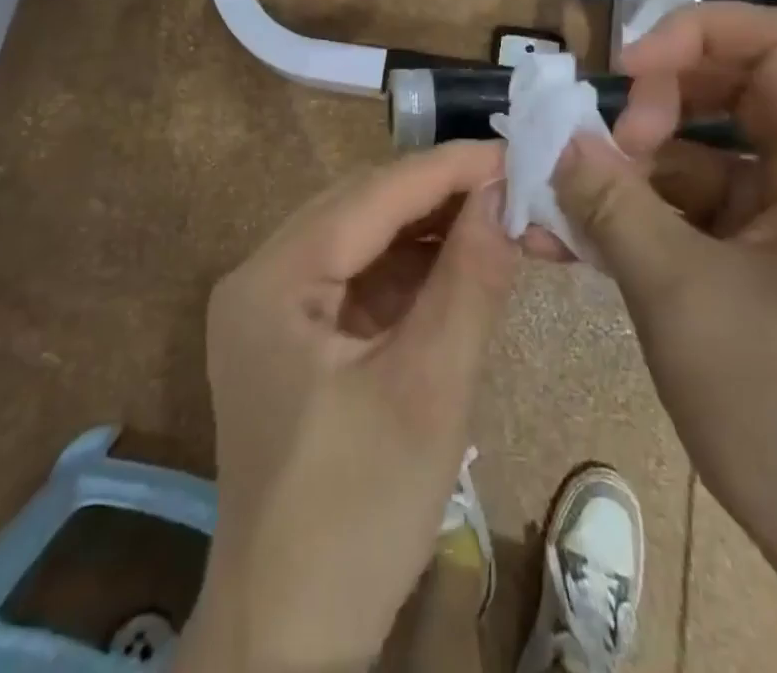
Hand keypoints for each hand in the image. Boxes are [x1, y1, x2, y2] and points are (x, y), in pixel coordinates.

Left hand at [176, 142, 516, 672]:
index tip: (514, 153)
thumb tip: (505, 197)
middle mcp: (262, 275)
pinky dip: (412, 269)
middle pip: (361, 208)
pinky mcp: (295, 336)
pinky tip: (460, 265)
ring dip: (429, 229)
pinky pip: (360, 278)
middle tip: (514, 187)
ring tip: (498, 219)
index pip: (370, 195)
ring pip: (363, 238)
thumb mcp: (427, 393)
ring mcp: (274, 306)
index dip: (446, 168)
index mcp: (272, 279)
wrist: (289, 638)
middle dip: (440, 194)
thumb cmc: (356, 516)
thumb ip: (469, 283)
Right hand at [557, 2, 776, 672]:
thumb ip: (611, 204)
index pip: (775, 41)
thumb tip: (557, 139)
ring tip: (565, 202)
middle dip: (653, 103)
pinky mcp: (758, 258)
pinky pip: (691, 206)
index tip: (624, 70)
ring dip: (632, 165)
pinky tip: (579, 241)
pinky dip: (638, 211)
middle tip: (599, 146)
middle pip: (730, 88)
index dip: (695, 31)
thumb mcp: (681, 296)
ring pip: (699, 150)